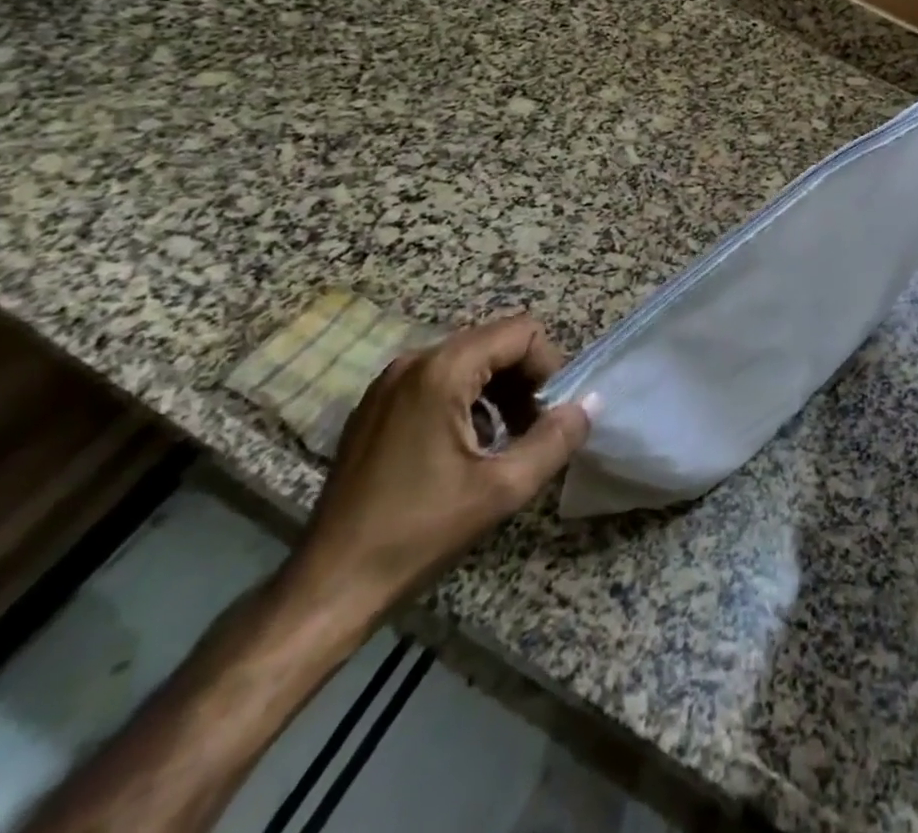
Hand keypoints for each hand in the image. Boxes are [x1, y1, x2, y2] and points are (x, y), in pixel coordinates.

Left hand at [277, 317, 592, 631]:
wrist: (329, 586)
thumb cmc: (419, 532)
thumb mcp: (502, 490)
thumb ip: (554, 440)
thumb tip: (587, 406)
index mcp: (442, 371)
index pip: (520, 331)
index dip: (549, 365)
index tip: (552, 413)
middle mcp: (413, 361)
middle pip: (493, 342)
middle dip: (525, 380)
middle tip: (534, 430)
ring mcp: (389, 383)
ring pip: (467, 361)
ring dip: (498, 391)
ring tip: (505, 442)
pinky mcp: (376, 407)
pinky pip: (438, 381)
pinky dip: (467, 401)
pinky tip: (467, 450)